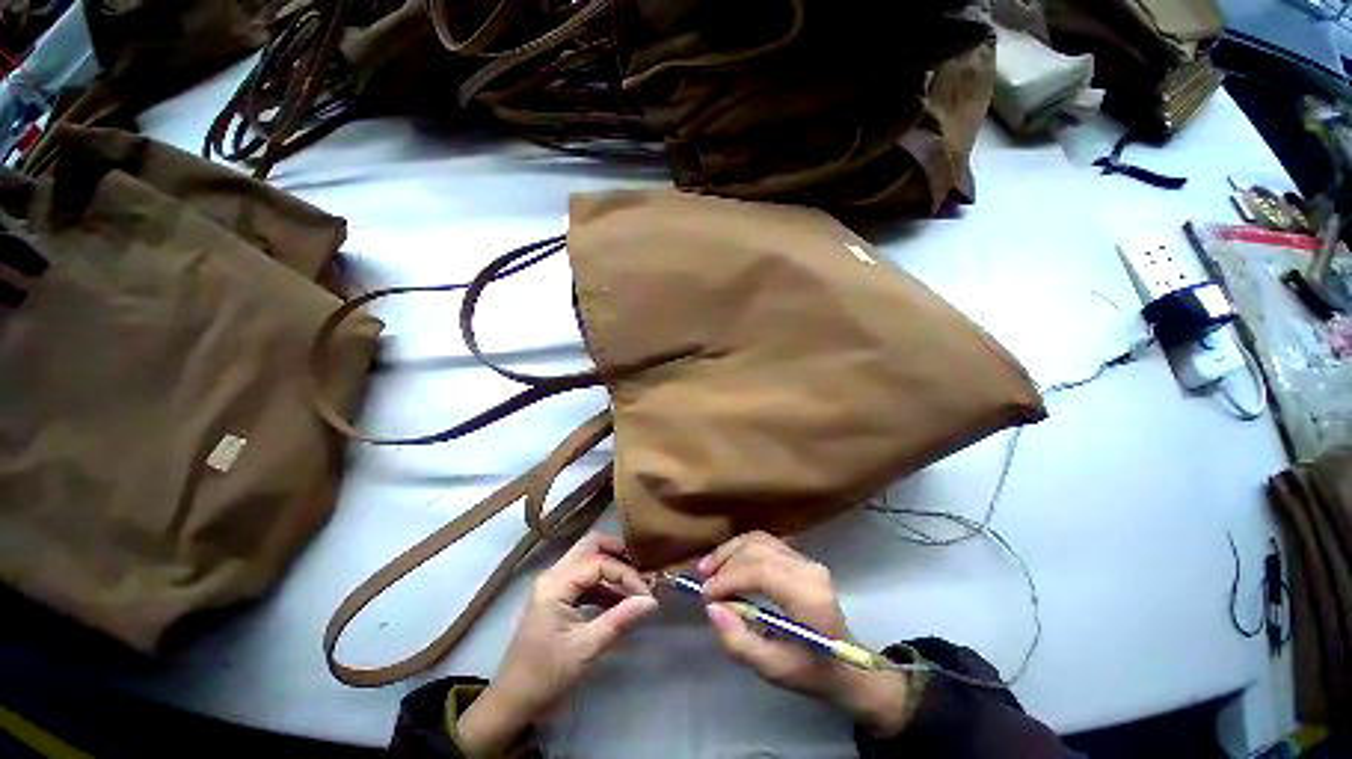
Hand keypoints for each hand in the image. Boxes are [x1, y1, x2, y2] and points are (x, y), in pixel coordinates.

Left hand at [458, 532, 657, 756]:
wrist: (513, 701)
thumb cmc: (547, 675)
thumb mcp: (586, 648)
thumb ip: (620, 619)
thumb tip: (651, 601)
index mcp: (556, 584)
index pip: (599, 562)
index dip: (625, 574)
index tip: (646, 594)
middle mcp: (553, 574)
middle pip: (590, 545)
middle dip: (618, 553)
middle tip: (641, 569)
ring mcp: (553, 584)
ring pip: (587, 558)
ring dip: (611, 566)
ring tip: (634, 585)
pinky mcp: (556, 595)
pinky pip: (584, 577)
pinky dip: (603, 582)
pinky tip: (619, 599)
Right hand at [699, 532, 913, 736]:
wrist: (850, 666)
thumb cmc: (814, 673)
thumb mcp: (774, 670)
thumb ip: (739, 642)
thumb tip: (711, 608)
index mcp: (809, 597)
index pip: (761, 571)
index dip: (729, 578)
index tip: (705, 596)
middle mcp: (809, 570)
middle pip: (758, 549)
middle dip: (725, 562)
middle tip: (702, 581)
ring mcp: (807, 560)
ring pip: (759, 540)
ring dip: (731, 551)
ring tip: (708, 568)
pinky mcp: (801, 558)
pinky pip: (765, 543)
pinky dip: (741, 550)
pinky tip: (727, 563)